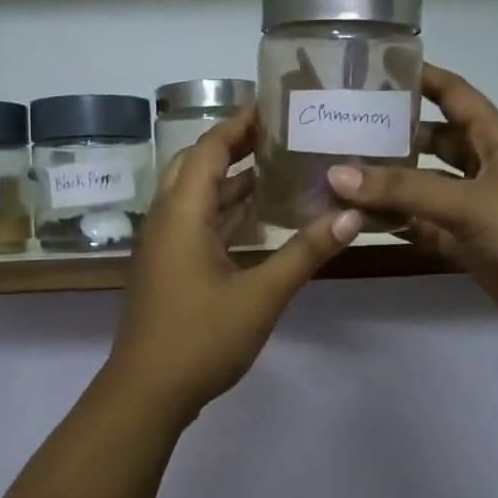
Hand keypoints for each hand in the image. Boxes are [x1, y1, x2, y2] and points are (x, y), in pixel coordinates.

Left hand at [104, 106, 360, 421]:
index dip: (237, 125)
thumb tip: (351, 216)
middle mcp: (165, 220)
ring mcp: (161, 245)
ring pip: (193, 197)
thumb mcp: (261, 296)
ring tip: (275, 168)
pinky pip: (193, 222)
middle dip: (231, 146)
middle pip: (194, 166)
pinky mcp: (165, 268)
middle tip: (275, 135)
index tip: (271, 105)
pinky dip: (222, 211)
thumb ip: (304, 253)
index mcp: (181, 214)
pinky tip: (254, 218)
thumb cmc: (200, 338)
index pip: (207, 150)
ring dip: (227, 180)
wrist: (146, 392)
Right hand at [326, 64, 497, 343]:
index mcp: (497, 141)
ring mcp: (475, 209)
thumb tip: (336, 175)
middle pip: (434, 142)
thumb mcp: (469, 202)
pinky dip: (396, 224)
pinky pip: (423, 226)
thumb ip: (403, 190)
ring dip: (389, 184)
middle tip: (345, 128)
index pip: (457, 96)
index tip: (380, 68)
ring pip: (424, 188)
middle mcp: (484, 169)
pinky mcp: (467, 244)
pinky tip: (358, 219)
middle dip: (396, 134)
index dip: (425, 78)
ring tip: (340, 174)